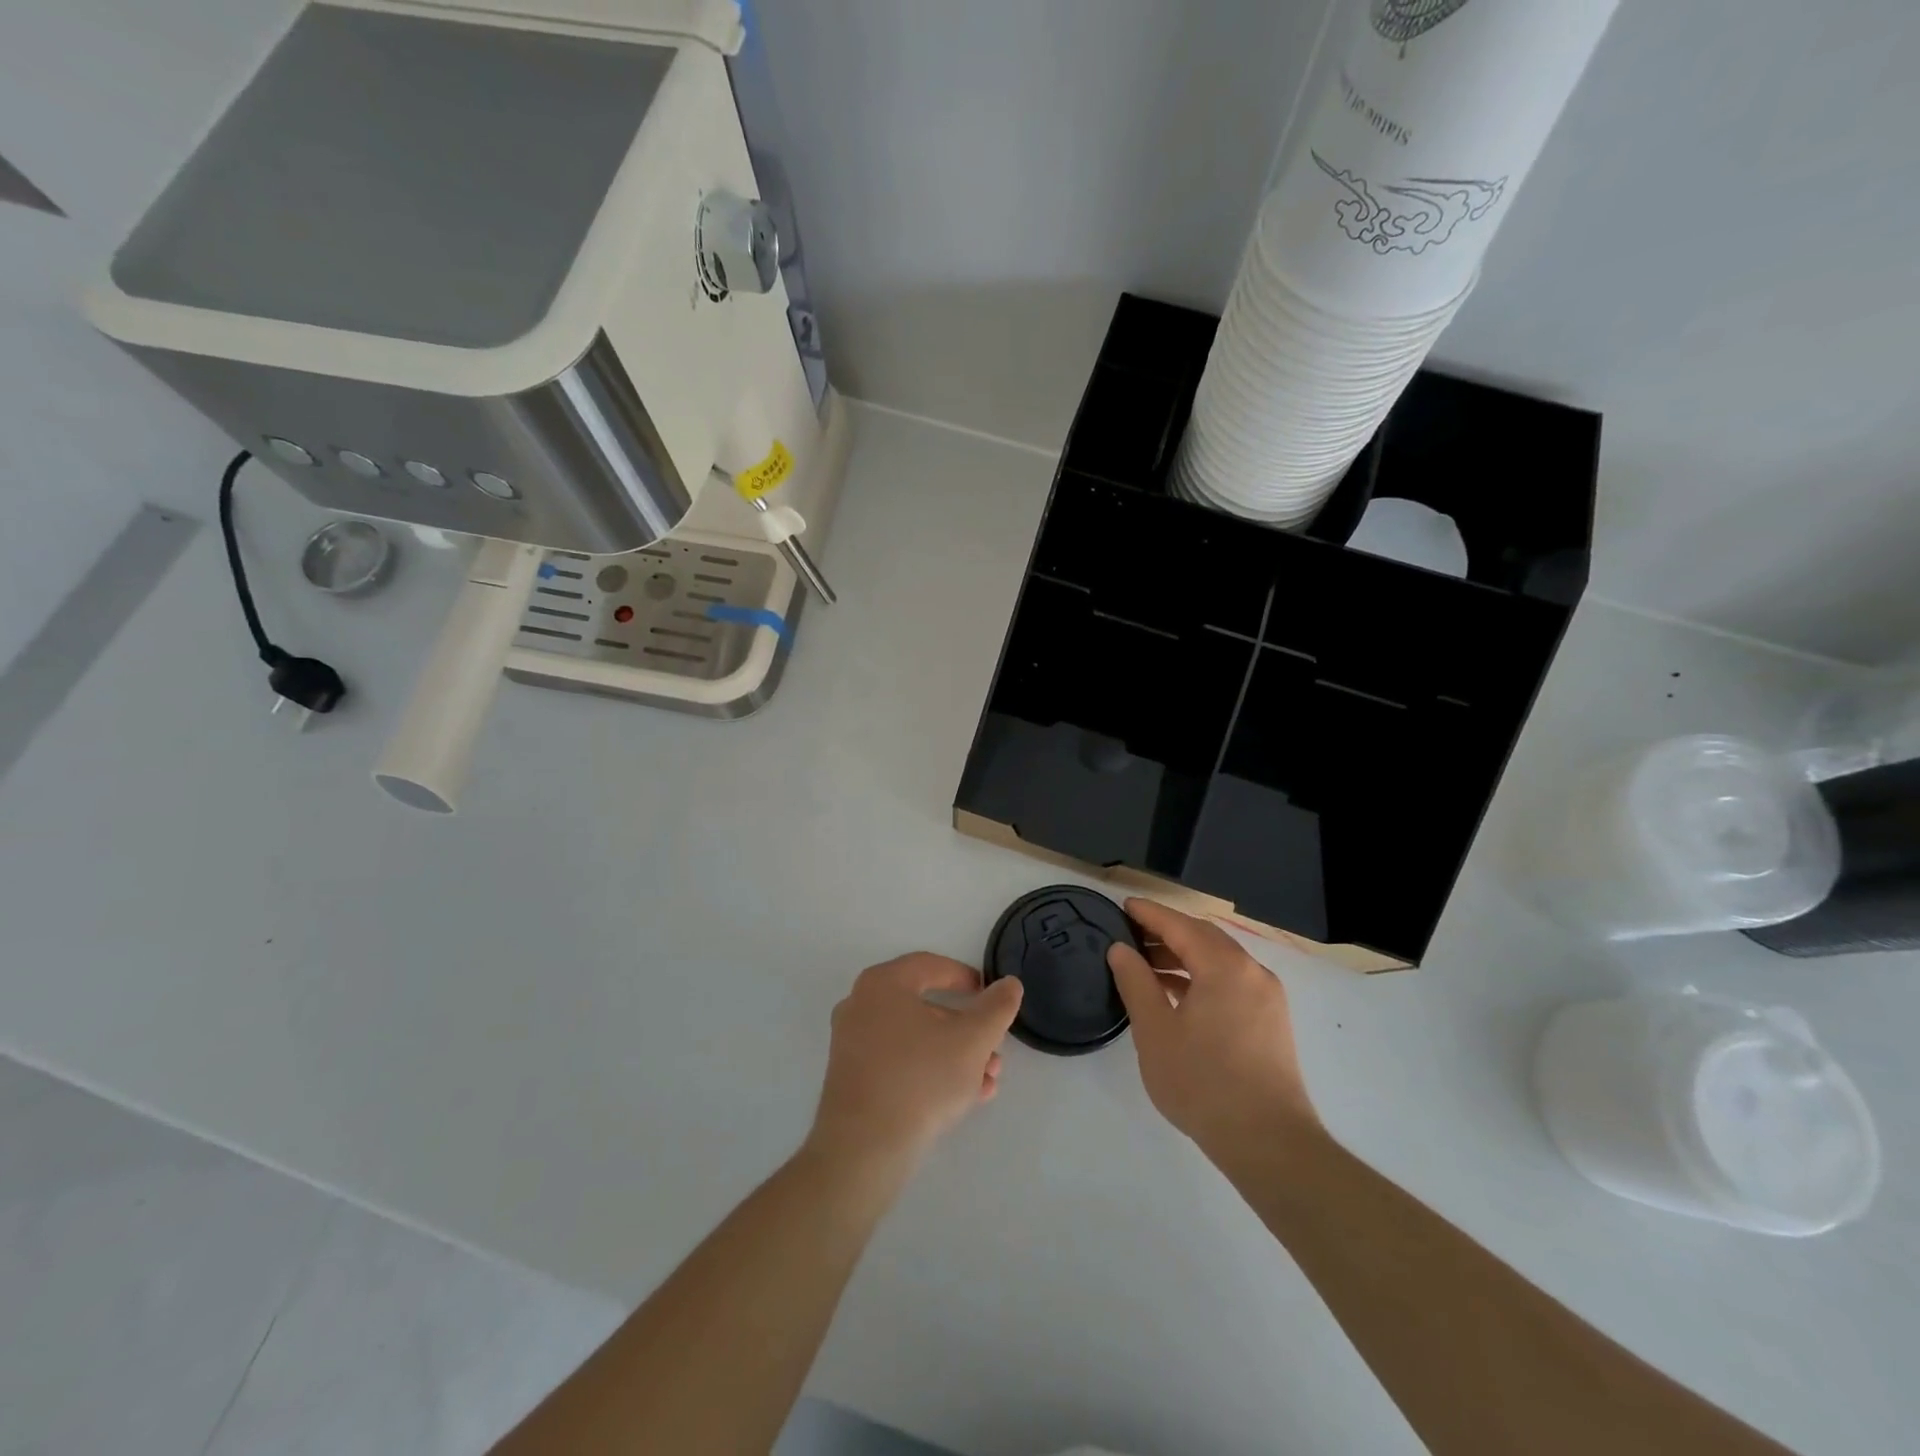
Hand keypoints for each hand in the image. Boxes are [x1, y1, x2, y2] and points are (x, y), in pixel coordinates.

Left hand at [807, 954, 1023, 1174]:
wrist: (864, 1150)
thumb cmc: (920, 1079)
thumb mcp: (972, 1041)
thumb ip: (996, 1007)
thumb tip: (1009, 984)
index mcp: (883, 984)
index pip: (931, 966)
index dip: (966, 978)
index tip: (991, 995)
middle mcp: (861, 1005)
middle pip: (925, 1006)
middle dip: (968, 1030)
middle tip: (994, 1050)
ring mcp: (852, 1043)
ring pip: (916, 1039)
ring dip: (955, 1055)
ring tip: (987, 1081)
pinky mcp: (852, 1078)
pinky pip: (899, 1062)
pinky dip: (931, 1071)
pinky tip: (964, 1098)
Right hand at [1108, 899, 1319, 1156]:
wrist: (1269, 1144)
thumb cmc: (1204, 1083)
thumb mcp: (1156, 1031)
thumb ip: (1136, 982)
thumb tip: (1121, 949)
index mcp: (1225, 967)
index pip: (1180, 925)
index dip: (1149, 913)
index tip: (1123, 906)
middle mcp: (1252, 972)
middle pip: (1204, 937)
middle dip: (1166, 931)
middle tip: (1130, 934)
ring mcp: (1267, 997)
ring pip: (1219, 960)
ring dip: (1183, 956)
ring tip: (1146, 966)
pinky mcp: (1271, 1022)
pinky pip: (1231, 982)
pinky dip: (1202, 978)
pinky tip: (1176, 995)